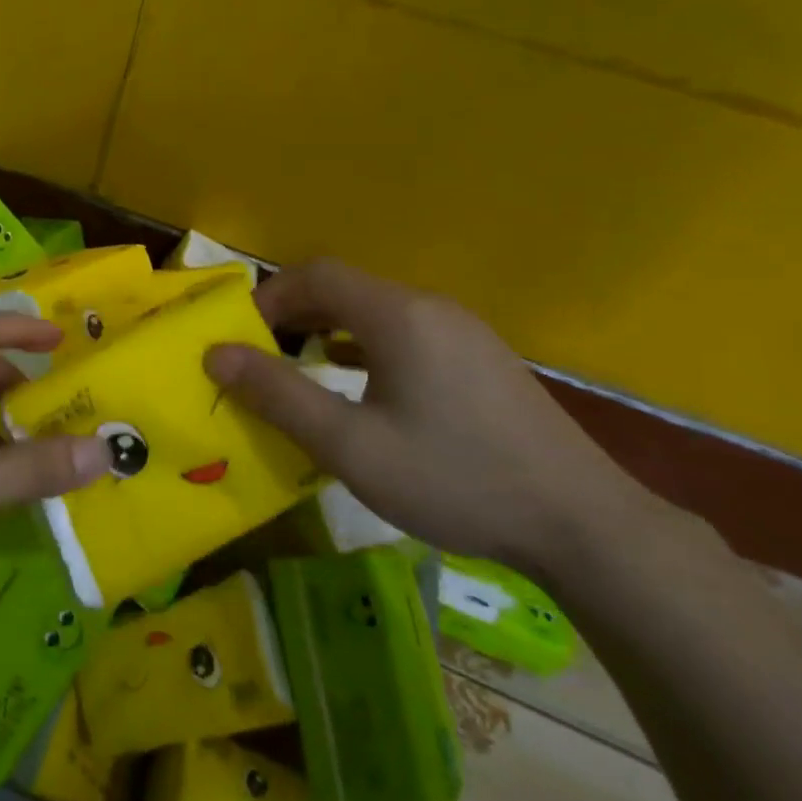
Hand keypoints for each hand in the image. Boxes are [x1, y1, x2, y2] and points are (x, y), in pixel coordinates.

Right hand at [205, 259, 652, 580]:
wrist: (585, 525)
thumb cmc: (455, 479)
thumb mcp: (351, 445)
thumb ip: (280, 396)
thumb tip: (217, 355)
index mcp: (397, 315)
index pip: (316, 275)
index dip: (268, 297)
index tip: (241, 339)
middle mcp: (430, 308)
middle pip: (345, 288)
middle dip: (293, 314)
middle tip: (262, 357)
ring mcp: (462, 332)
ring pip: (376, 311)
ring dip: (329, 329)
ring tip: (301, 368)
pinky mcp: (481, 359)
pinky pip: (405, 333)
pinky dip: (365, 345)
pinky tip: (361, 386)